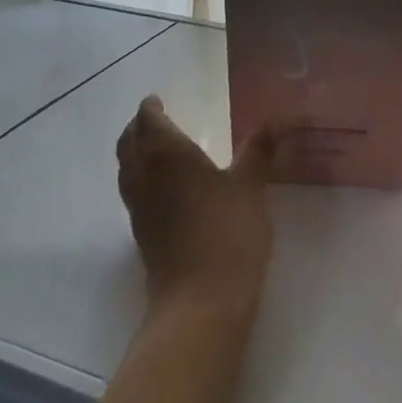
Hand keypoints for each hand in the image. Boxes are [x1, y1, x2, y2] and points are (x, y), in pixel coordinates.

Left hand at [117, 96, 276, 322]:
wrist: (201, 301)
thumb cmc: (228, 233)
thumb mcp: (251, 187)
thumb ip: (258, 151)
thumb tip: (275, 120)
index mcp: (167, 155)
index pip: (148, 121)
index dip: (150, 108)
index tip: (156, 100)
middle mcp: (144, 176)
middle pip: (129, 143)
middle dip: (138, 128)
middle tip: (154, 119)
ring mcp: (139, 209)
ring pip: (126, 169)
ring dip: (135, 153)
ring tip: (155, 149)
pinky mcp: (142, 235)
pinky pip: (133, 193)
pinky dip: (141, 179)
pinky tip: (164, 189)